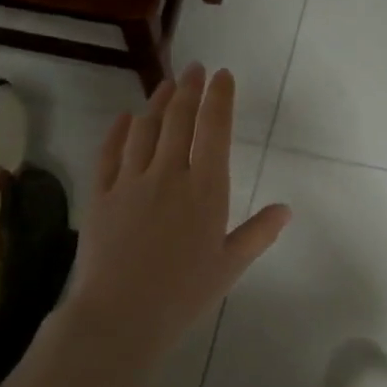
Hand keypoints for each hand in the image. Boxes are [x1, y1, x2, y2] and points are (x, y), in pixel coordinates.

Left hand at [0, 64, 290, 386]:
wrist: (120, 316)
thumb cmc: (183, 294)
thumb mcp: (230, 266)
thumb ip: (258, 233)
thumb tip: (286, 209)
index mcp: (205, 189)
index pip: (215, 130)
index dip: (219, 98)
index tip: (222, 76)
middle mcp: (169, 174)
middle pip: (179, 120)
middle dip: (190, 89)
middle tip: (195, 69)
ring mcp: (130, 181)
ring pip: (145, 129)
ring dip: (157, 103)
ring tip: (165, 84)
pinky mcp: (101, 194)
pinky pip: (109, 153)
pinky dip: (118, 131)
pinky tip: (124, 119)